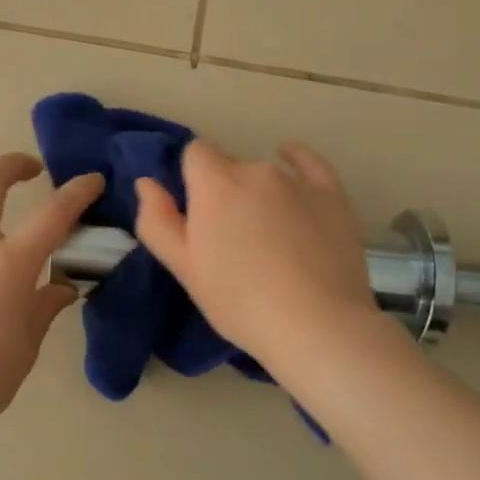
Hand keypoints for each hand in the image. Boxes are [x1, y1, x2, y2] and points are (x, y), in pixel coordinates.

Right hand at [134, 138, 385, 372]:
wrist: (317, 325)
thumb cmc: (238, 300)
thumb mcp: (184, 267)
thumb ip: (157, 220)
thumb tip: (146, 182)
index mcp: (214, 183)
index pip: (194, 153)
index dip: (191, 178)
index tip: (195, 212)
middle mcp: (255, 170)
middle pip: (229, 166)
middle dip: (223, 191)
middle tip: (229, 237)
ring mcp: (297, 181)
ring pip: (266, 172)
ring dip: (258, 191)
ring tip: (267, 235)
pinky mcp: (333, 196)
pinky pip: (309, 165)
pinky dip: (296, 161)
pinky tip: (291, 161)